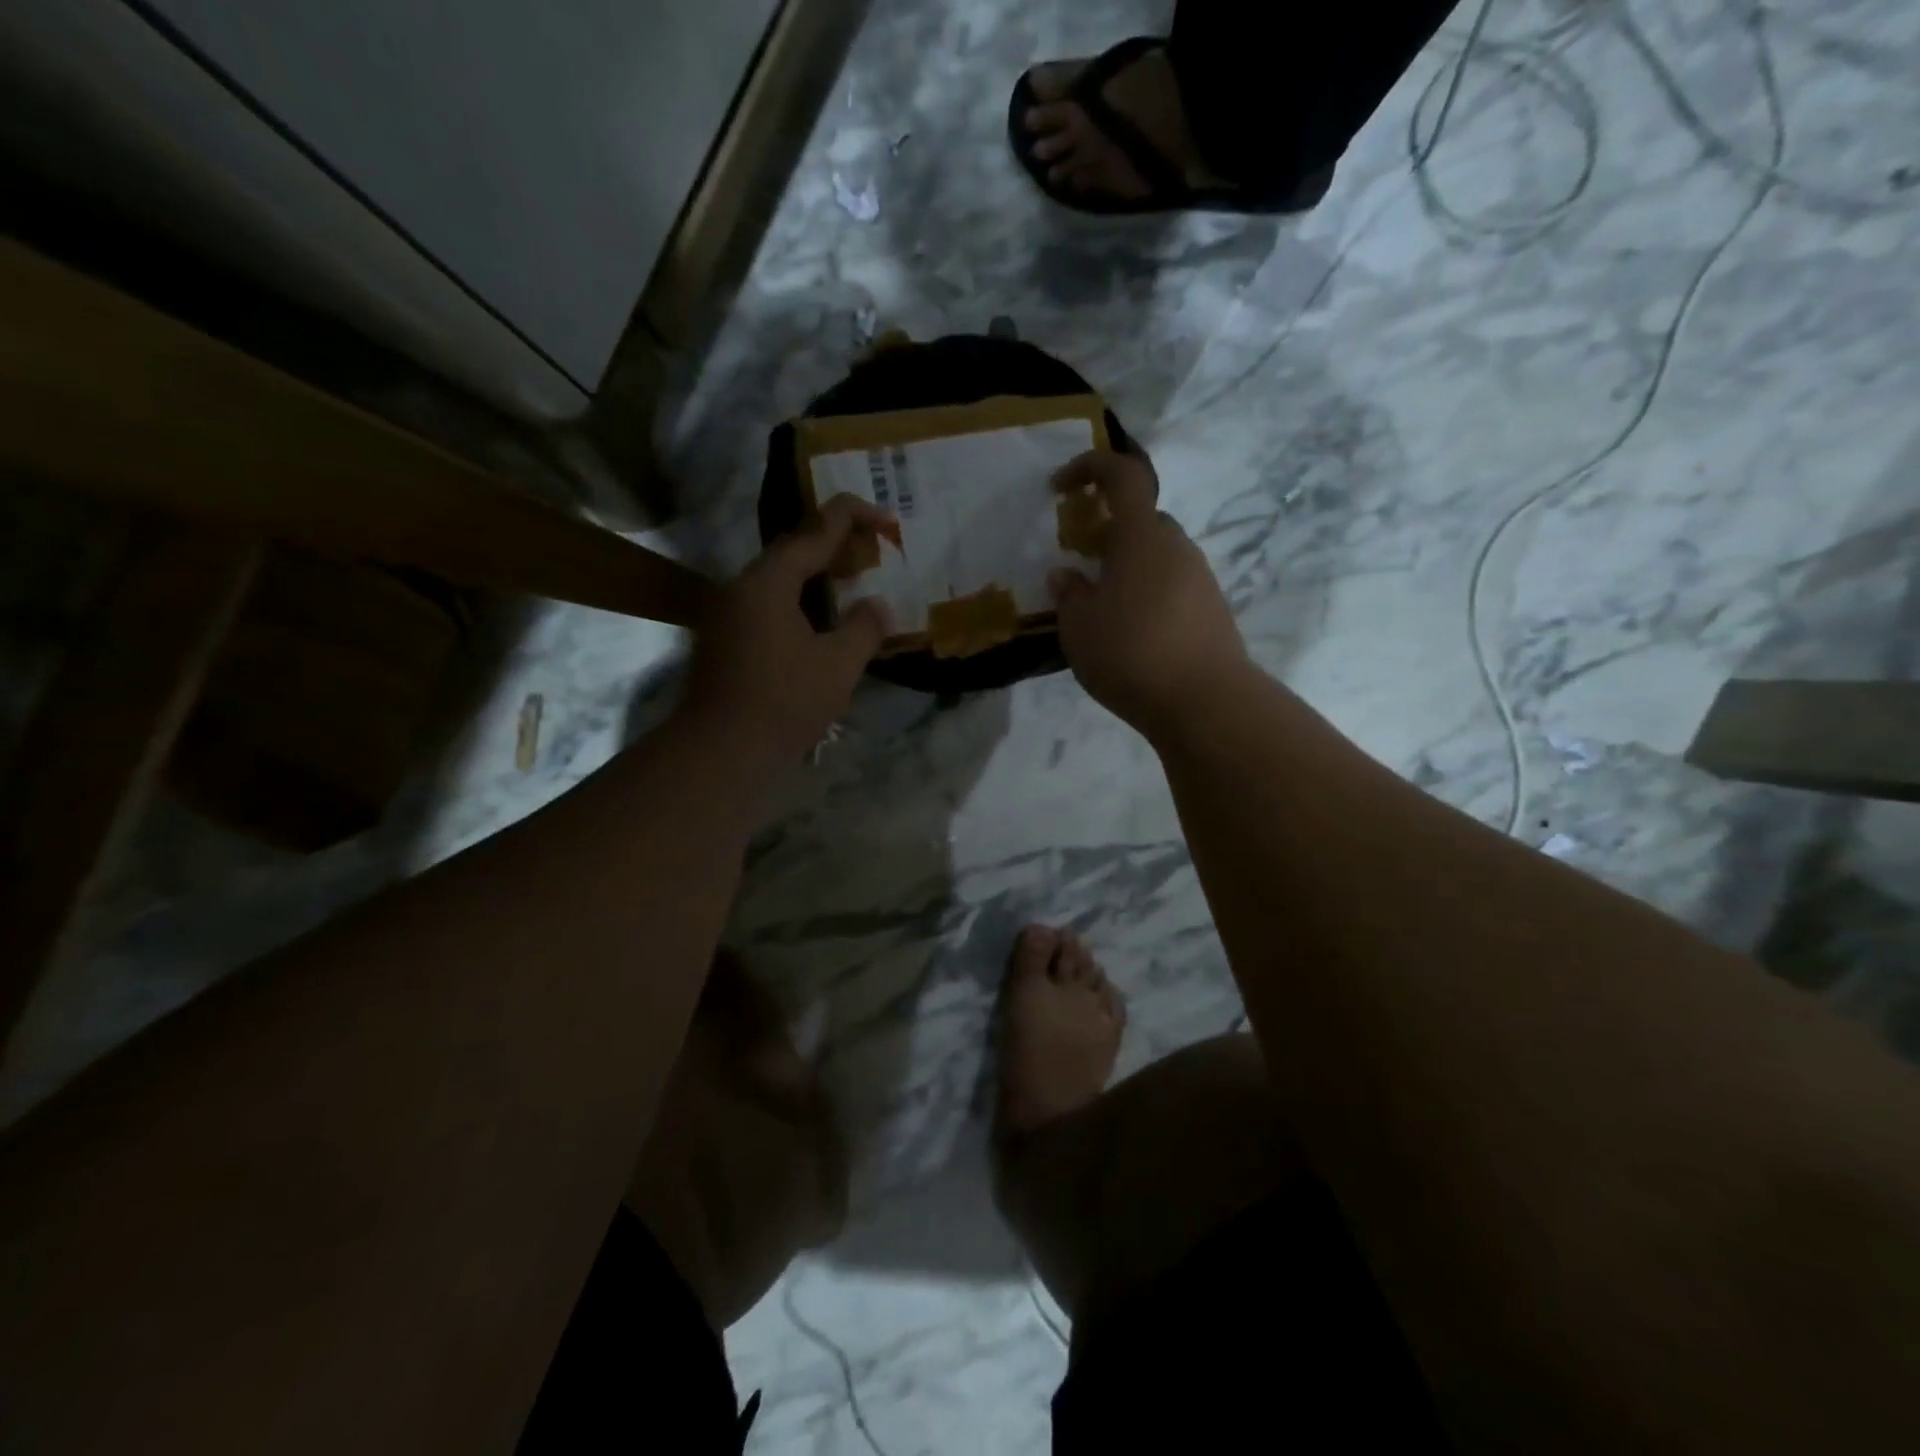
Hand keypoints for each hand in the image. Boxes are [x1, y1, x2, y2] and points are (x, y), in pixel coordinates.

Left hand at [685, 495, 893, 760]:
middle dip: (834, 547)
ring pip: (778, 583)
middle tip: (872, 553)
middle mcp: (740, 588)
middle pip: (792, 553)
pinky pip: (768, 607)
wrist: (720, 751)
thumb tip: (877, 605)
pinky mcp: (724, 642)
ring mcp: (727, 616)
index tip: (887, 519)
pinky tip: (821, 625)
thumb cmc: (783, 702)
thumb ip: (864, 628)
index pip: (813, 533)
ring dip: (816, 579)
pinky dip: (800, 605)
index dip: (853, 518)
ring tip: (852, 585)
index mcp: (767, 583)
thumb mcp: (838, 665)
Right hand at [1049, 449, 1249, 737]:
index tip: (1060, 487)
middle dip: (1108, 533)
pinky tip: (1132, 633)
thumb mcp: (1078, 628)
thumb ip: (1069, 595)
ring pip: (1158, 556)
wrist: (1204, 701)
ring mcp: (1200, 577)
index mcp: (1141, 536)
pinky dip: (1147, 595)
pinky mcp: (1213, 609)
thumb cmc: (1130, 653)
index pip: (1122, 475)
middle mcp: (1177, 546)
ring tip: (1102, 609)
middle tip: (1081, 565)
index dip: (1089, 467)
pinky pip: (1172, 585)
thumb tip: (1067, 575)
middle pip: (1141, 521)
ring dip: (1128, 568)